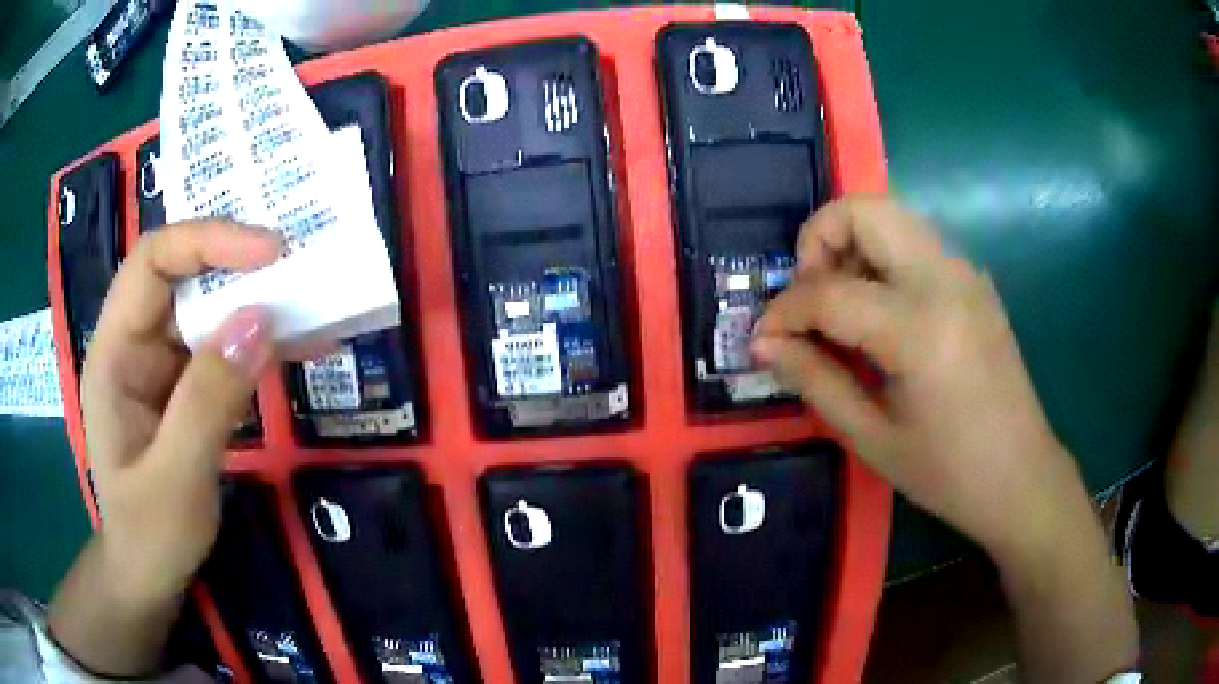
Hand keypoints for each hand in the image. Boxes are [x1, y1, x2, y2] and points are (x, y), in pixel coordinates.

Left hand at [79, 220, 279, 605]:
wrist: (147, 575)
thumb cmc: (149, 536)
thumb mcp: (177, 480)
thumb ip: (208, 401)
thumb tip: (260, 320)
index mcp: (114, 352)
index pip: (152, 262)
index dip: (207, 241)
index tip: (270, 252)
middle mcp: (134, 343)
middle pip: (182, 275)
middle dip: (237, 266)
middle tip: (299, 273)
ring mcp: (159, 364)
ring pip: (205, 308)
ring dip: (254, 302)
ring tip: (308, 307)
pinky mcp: (183, 386)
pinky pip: (221, 347)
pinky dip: (257, 341)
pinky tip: (294, 346)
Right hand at [752, 196, 1078, 555]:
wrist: (1021, 476)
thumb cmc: (947, 472)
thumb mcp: (872, 437)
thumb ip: (815, 380)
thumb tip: (764, 344)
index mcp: (920, 328)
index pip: (829, 292)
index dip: (784, 311)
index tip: (763, 337)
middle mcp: (945, 279)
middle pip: (865, 211)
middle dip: (819, 241)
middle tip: (809, 298)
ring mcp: (966, 273)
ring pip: (892, 217)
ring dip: (852, 245)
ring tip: (840, 307)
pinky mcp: (974, 281)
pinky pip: (916, 243)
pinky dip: (882, 259)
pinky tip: (879, 314)